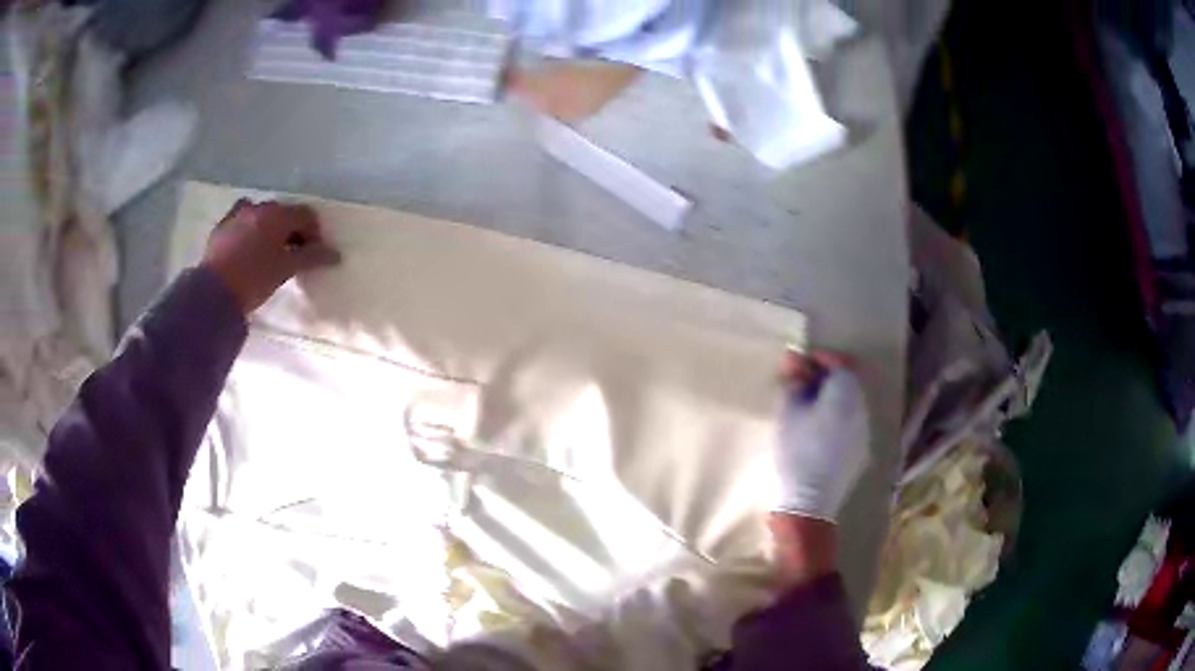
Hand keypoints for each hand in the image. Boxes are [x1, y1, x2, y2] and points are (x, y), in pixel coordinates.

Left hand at [201, 199, 341, 313]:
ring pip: (261, 217)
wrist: (213, 293)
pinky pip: (241, 223)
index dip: (315, 234)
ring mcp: (237, 215)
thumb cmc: (255, 278)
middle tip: (293, 256)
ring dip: (269, 230)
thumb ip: (311, 258)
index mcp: (278, 214)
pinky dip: (249, 232)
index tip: (314, 256)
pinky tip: (247, 250)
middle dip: (291, 231)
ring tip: (268, 253)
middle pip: (283, 214)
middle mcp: (259, 207)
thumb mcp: (286, 269)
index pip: (306, 216)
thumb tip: (335, 254)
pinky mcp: (221, 228)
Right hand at [771, 352, 869, 522]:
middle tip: (800, 384)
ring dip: (831, 398)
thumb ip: (794, 381)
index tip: (799, 365)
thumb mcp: (787, 412)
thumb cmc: (796, 452)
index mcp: (847, 393)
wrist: (809, 502)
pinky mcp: (860, 451)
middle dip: (825, 378)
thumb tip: (795, 360)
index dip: (820, 359)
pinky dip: (836, 417)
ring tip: (806, 408)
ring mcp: (864, 431)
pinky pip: (850, 423)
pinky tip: (817, 430)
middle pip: (849, 382)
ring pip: (850, 403)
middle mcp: (862, 408)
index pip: (840, 362)